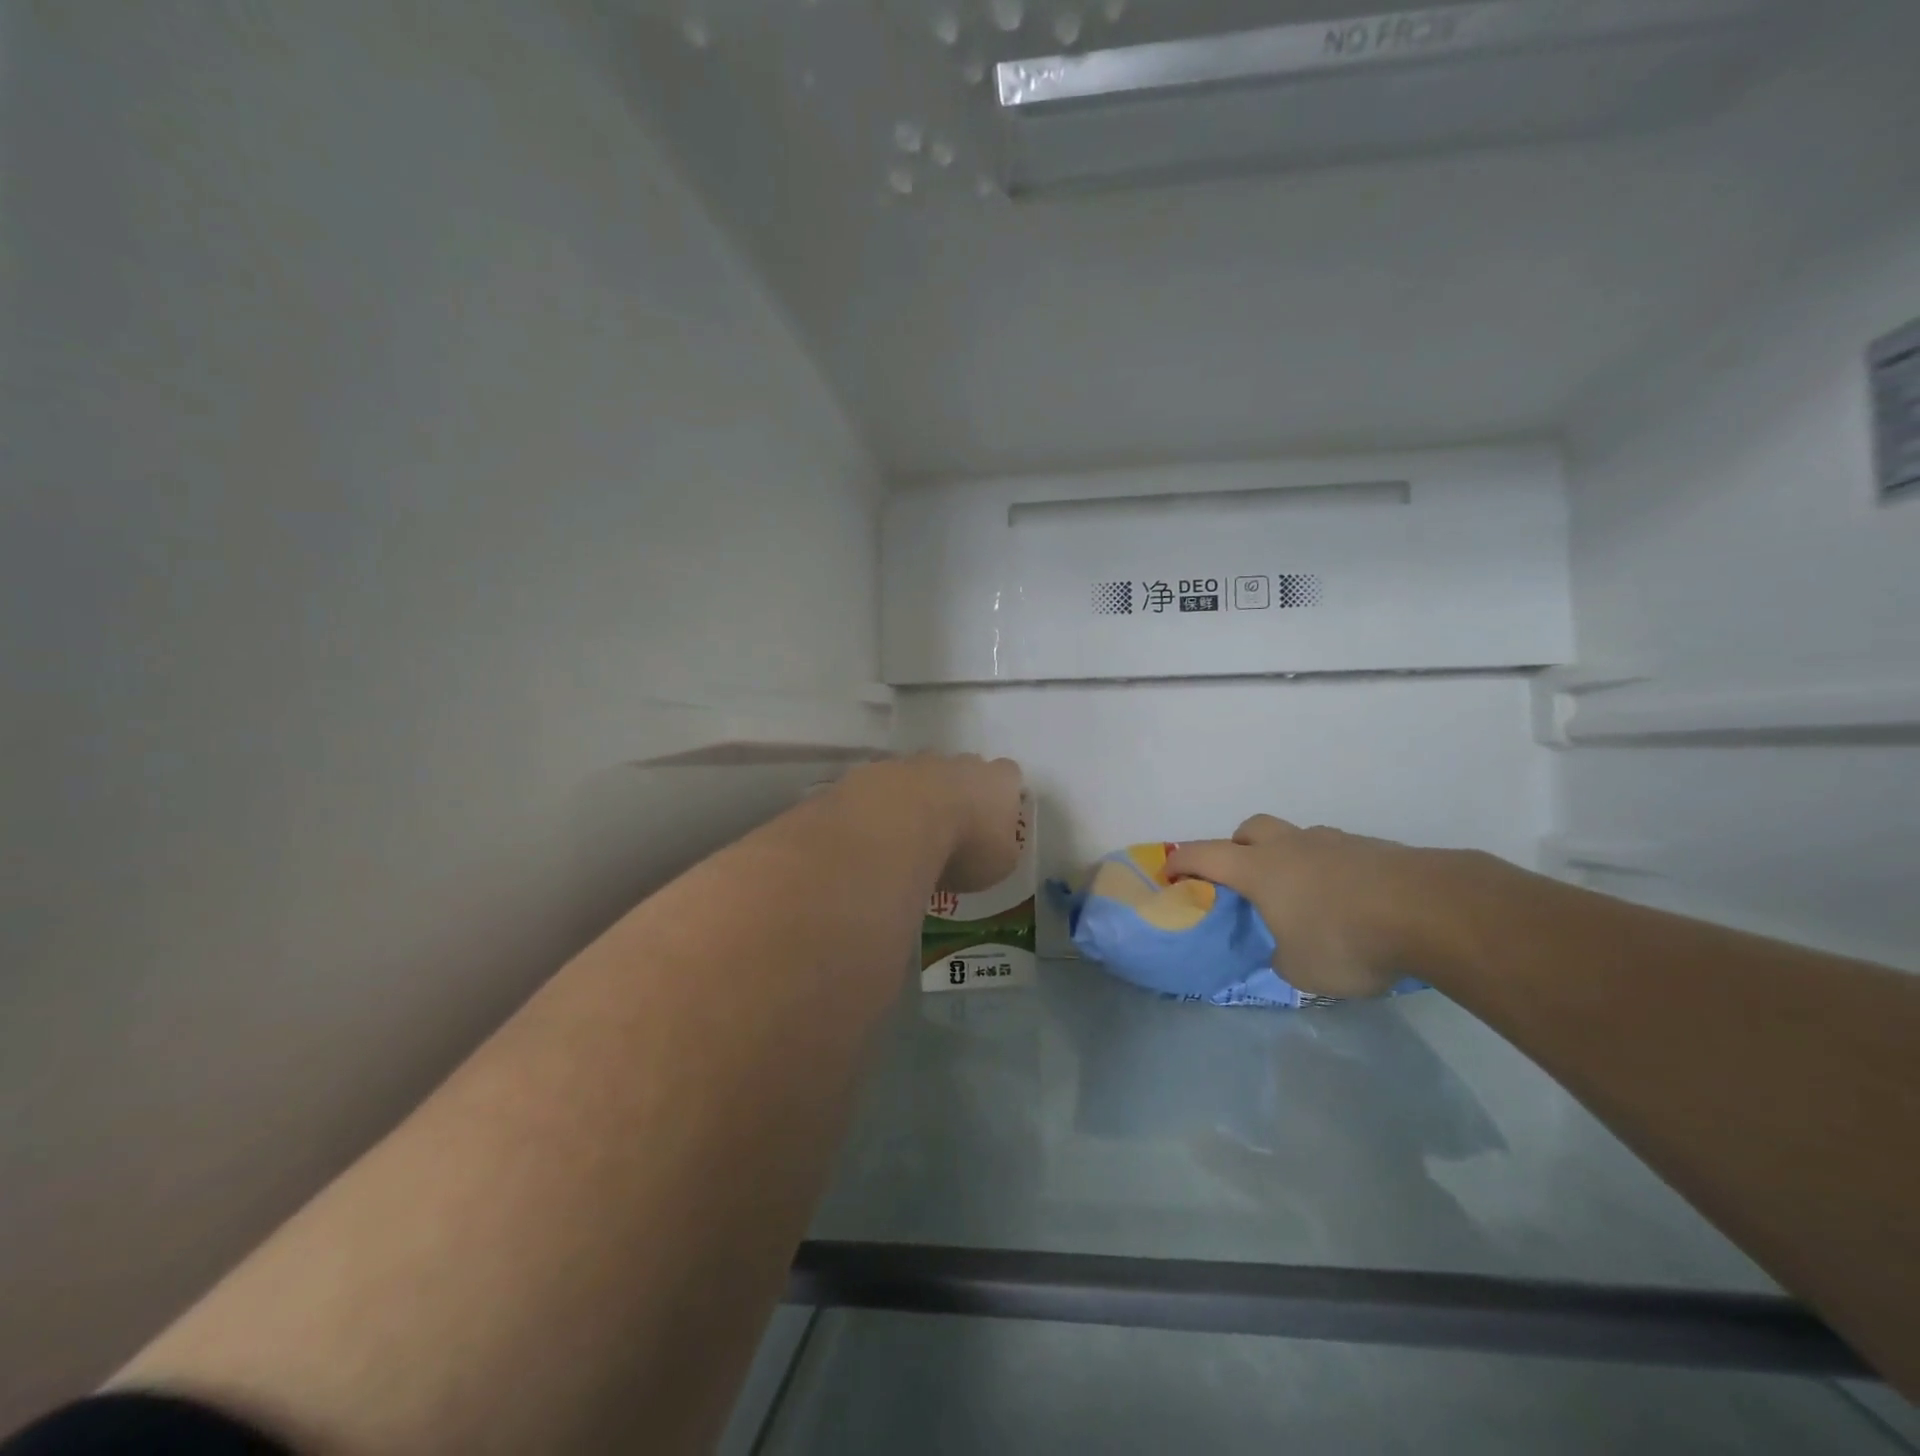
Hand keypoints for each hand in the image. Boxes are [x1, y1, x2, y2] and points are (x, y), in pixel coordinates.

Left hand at [840, 754, 1024, 893]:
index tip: (993, 819)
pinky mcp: (878, 770)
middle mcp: (960, 762)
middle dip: (959, 791)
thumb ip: (1002, 845)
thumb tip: (996, 843)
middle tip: (951, 827)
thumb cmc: (965, 846)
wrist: (900, 826)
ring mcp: (916, 762)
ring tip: (910, 832)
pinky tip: (880, 830)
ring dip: (919, 796)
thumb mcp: (1000, 862)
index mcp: (997, 780)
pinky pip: (886, 785)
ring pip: (922, 774)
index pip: (1009, 775)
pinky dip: (885, 803)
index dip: (1002, 795)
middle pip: (964, 769)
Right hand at [1166, 814, 1454, 999]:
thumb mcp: (1300, 969)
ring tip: (1306, 899)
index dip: (1182, 861)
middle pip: (1250, 828)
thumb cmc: (1346, 939)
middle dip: (1237, 846)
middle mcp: (1292, 845)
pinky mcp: (1375, 849)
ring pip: (1298, 838)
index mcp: (1260, 869)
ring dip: (1289, 859)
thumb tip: (1286, 950)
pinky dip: (1331, 872)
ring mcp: (1335, 842)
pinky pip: (1337, 853)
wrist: (1431, 911)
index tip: (1170, 872)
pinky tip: (1352, 904)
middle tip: (1242, 877)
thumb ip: (1282, 956)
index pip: (1205, 854)